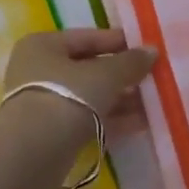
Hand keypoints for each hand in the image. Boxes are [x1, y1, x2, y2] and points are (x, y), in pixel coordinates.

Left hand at [3, 28, 159, 127]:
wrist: (34, 151)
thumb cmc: (67, 96)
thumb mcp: (105, 75)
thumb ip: (130, 62)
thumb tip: (152, 51)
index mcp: (43, 45)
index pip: (86, 37)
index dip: (118, 42)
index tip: (147, 48)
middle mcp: (39, 70)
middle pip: (88, 68)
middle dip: (121, 74)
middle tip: (153, 77)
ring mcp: (44, 103)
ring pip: (89, 96)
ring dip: (120, 98)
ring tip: (154, 101)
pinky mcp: (52, 132)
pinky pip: (87, 118)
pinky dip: (111, 119)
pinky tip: (142, 122)